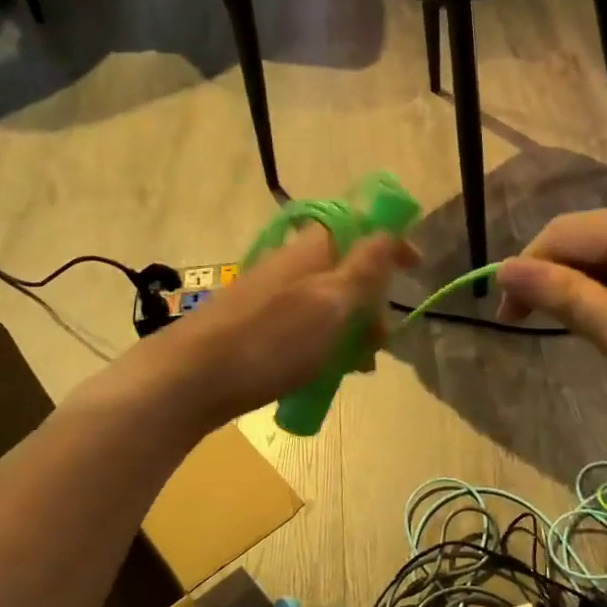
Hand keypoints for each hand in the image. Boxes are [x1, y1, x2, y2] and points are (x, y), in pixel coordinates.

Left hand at [115, 227, 414, 431]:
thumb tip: (390, 230)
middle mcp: (293, 265)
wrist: (190, 380)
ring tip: (357, 367)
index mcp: (312, 249)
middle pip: (348, 271)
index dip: (391, 242)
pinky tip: (328, 374)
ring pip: (329, 305)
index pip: (360, 227)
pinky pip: (307, 329)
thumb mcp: (331, 302)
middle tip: (378, 341)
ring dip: (352, 331)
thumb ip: (365, 267)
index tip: (417, 267)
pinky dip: (325, 346)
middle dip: (372, 303)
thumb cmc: (271, 340)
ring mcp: (273, 296)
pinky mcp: (259, 327)